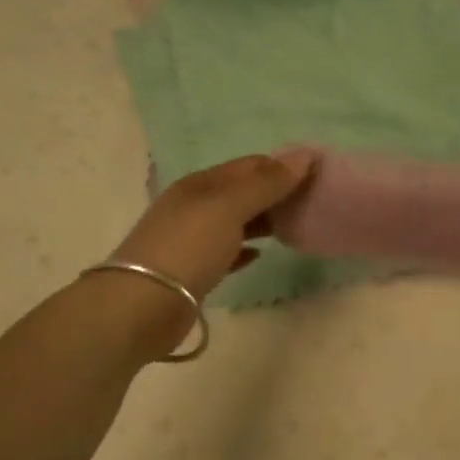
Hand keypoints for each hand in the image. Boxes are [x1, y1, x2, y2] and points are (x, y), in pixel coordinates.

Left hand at [112, 151, 316, 298]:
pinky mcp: (193, 270)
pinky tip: (261, 255)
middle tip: (312, 203)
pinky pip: (226, 252)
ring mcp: (191, 239)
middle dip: (274, 193)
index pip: (249, 165)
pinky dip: (245, 249)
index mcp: (201, 184)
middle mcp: (194, 206)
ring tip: (294, 226)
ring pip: (235, 222)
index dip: (281, 167)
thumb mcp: (230, 207)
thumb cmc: (189, 247)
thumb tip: (305, 154)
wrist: (143, 305)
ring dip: (262, 221)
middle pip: (242, 192)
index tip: (316, 177)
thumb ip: (267, 183)